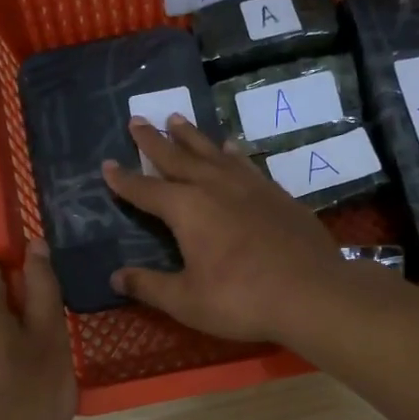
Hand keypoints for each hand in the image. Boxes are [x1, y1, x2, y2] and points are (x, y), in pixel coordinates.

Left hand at [0, 243, 75, 419]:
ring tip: (27, 375)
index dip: (24, 277)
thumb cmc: (26, 396)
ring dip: (1, 337)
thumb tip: (35, 246)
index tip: (45, 309)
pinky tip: (5, 392)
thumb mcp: (50, 337)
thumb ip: (42, 285)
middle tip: (44, 347)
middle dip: (14, 310)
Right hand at [102, 115, 347, 343]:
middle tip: (137, 119)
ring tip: (176, 118)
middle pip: (177, 157)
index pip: (145, 190)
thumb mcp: (186, 301)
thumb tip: (115, 277)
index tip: (107, 164)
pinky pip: (245, 162)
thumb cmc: (241, 299)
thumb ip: (149, 286)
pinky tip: (230, 146)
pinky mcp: (275, 193)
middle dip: (154, 140)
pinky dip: (231, 151)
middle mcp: (214, 186)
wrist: (312, 292)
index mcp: (186, 209)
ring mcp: (248, 185)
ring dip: (191, 135)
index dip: (124, 180)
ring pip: (212, 151)